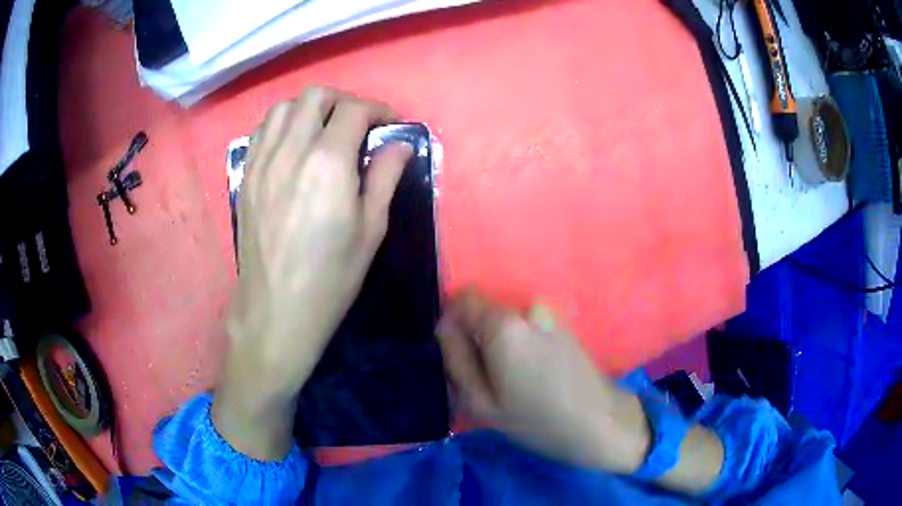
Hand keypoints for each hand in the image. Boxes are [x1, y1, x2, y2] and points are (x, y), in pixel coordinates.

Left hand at [214, 87, 412, 459]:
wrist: (276, 310)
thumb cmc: (331, 277)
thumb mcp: (371, 230)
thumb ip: (385, 177)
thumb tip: (399, 144)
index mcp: (327, 164)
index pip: (354, 111)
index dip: (378, 109)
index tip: (390, 124)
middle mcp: (290, 151)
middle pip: (315, 97)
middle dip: (343, 101)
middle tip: (358, 124)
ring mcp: (261, 162)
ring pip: (283, 108)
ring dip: (310, 109)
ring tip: (324, 130)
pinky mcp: (246, 176)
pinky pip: (262, 131)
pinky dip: (282, 124)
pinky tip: (293, 146)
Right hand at [438, 290, 722, 493]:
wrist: (599, 422)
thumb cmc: (537, 420)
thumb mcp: (481, 402)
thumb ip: (456, 360)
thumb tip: (445, 330)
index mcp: (504, 325)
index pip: (462, 300)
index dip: (451, 324)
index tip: (456, 357)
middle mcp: (527, 309)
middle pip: (485, 310)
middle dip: (474, 336)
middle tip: (483, 377)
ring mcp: (549, 315)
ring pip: (505, 320)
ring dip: (498, 343)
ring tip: (510, 380)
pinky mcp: (563, 325)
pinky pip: (526, 327)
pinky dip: (518, 344)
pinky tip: (531, 375)